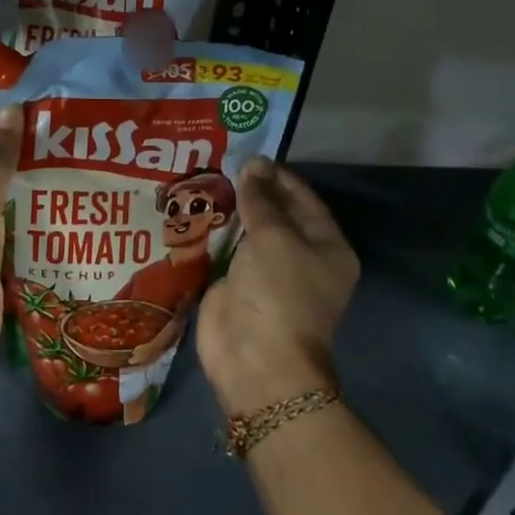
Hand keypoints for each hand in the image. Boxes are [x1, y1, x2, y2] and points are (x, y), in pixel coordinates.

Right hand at [196, 157, 357, 417]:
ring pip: (245, 232)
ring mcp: (265, 274)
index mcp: (326, 247)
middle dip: (248, 191)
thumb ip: (260, 199)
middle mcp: (299, 258)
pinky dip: (209, 233)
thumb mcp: (274, 237)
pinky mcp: (235, 286)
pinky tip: (188, 211)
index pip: (303, 199)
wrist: (256, 360)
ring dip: (225, 210)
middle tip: (216, 161)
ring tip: (197, 179)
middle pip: (274, 214)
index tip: (246, 154)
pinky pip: (223, 251)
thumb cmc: (279, 292)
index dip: (276, 176)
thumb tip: (253, 164)